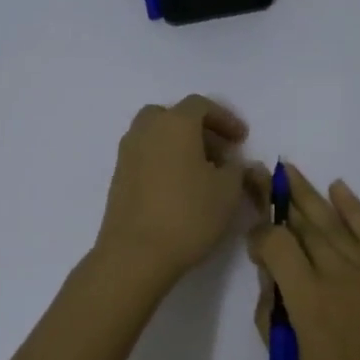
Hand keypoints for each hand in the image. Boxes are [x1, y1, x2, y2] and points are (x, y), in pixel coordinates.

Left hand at [94, 95, 255, 289]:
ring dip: (180, 146)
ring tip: (202, 174)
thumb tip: (232, 163)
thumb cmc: (189, 215)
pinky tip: (180, 190)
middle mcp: (145, 130)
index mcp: (174, 124)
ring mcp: (127, 154)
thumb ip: (237, 169)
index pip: (201, 105)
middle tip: (219, 154)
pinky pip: (145, 157)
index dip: (225, 119)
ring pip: (156, 136)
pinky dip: (164, 162)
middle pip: (173, 117)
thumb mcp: (228, 191)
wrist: (135, 254)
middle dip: (199, 130)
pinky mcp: (118, 178)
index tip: (241, 140)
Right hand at [248, 165, 359, 359]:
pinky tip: (338, 187)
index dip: (258, 237)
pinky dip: (354, 208)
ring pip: (332, 221)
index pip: (275, 245)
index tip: (254, 245)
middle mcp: (336, 273)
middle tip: (260, 172)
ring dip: (307, 193)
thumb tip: (270, 281)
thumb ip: (273, 320)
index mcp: (307, 299)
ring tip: (287, 169)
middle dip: (276, 197)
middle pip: (301, 224)